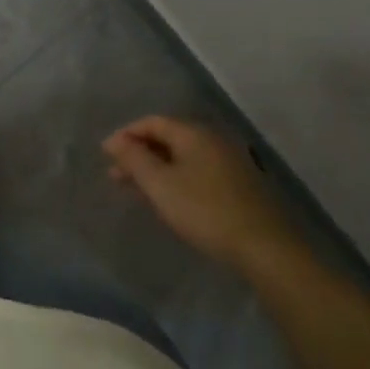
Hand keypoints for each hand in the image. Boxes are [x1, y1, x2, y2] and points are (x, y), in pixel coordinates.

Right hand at [102, 115, 294, 269]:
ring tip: (135, 188)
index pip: (152, 122)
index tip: (105, 155)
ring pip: (182, 157)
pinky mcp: (238, 185)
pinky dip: (175, 178)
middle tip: (115, 175)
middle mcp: (213, 140)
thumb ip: (134, 158)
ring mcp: (229, 162)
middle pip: (168, 138)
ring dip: (155, 168)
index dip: (125, 135)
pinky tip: (166, 198)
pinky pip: (197, 171)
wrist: (264, 247)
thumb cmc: (203, 210)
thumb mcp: (159, 183)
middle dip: (139, 153)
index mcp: (194, 134)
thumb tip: (115, 140)